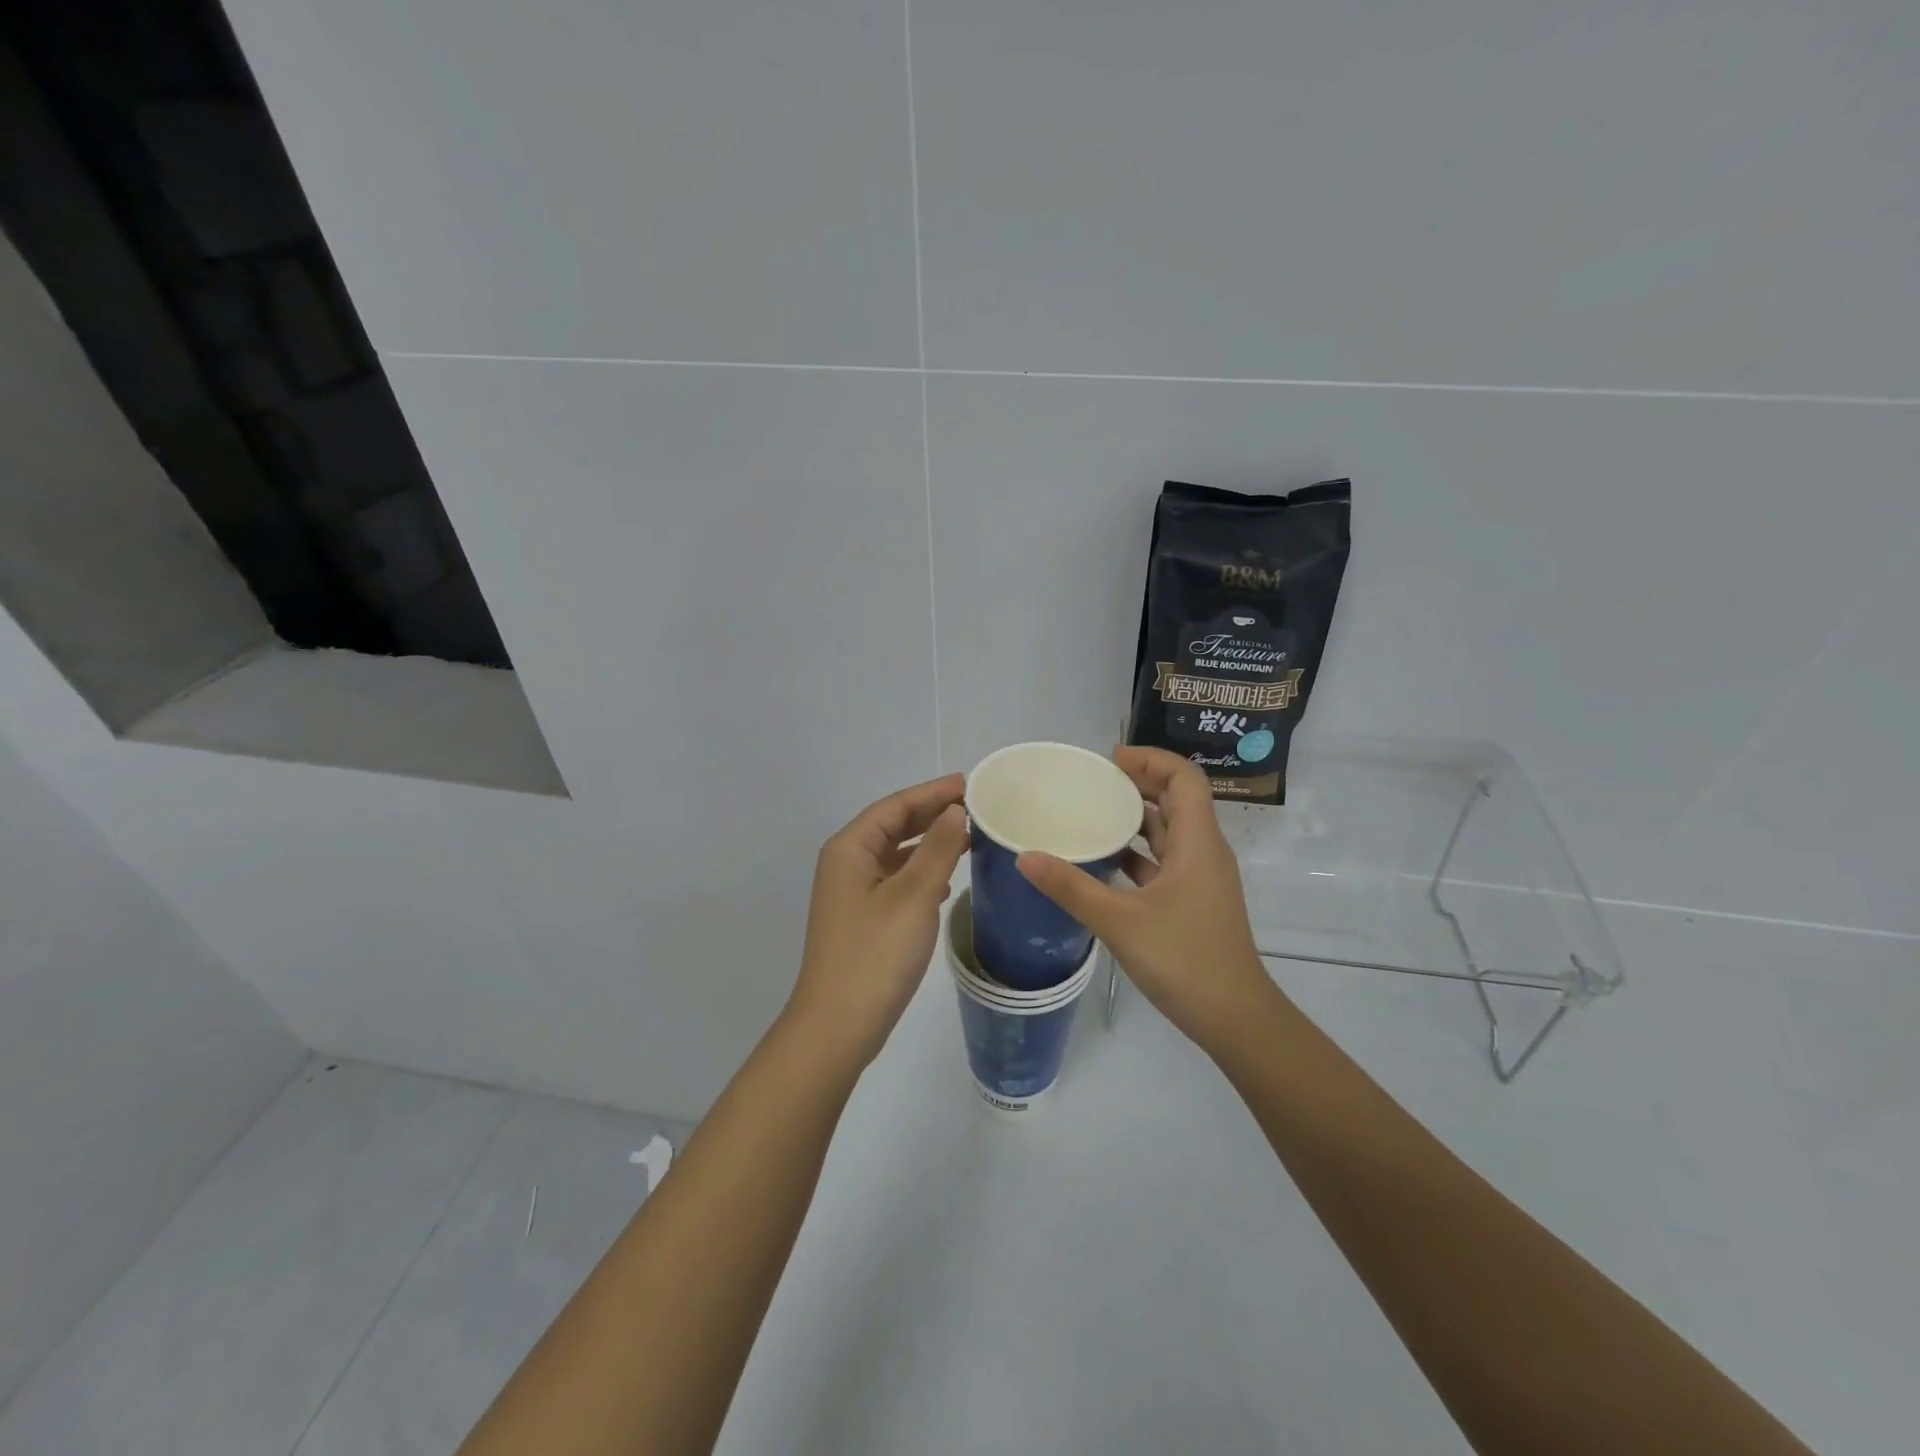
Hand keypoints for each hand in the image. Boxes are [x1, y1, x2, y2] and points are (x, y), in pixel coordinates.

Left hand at [785, 774, 970, 1068]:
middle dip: (932, 814)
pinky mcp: (864, 919)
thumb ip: (938, 848)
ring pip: (897, 854)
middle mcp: (847, 864)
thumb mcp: (913, 895)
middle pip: (894, 826)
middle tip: (976, 807)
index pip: (896, 806)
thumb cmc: (876, 954)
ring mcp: (853, 893)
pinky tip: (948, 880)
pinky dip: (923, 872)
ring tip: (970, 837)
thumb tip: (954, 809)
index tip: (970, 784)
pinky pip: (897, 880)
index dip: (933, 792)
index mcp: (850, 849)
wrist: (838, 1026)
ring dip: (930, 843)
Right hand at [1016, 747, 1277, 1050]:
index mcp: (1198, 843)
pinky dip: (1136, 852)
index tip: (1110, 759)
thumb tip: (1024, 856)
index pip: (1184, 778)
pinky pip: (1163, 861)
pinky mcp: (1192, 901)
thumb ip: (1071, 888)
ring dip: (1136, 817)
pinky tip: (1103, 860)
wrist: (1235, 1019)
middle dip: (1138, 783)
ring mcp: (1200, 878)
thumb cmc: (1185, 961)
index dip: (1151, 759)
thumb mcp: (1120, 922)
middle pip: (1177, 799)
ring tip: (1092, 812)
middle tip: (1093, 781)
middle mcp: (1204, 851)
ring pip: (1170, 831)